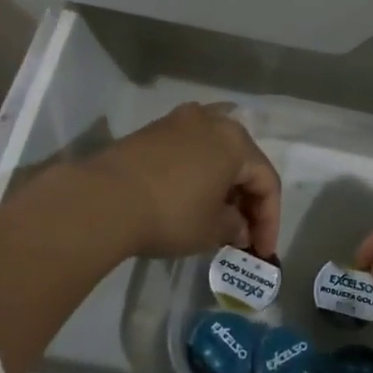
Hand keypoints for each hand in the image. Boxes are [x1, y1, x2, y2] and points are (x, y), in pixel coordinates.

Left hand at [83, 103, 280, 258]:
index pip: (267, 181)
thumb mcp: (211, 230)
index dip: (269, 220)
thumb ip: (234, 227)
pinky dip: (197, 174)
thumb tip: (238, 227)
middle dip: (246, 199)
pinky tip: (190, 199)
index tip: (261, 251)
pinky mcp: (151, 131)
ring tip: (217, 216)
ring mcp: (178, 121)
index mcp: (236, 141)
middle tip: (242, 234)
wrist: (103, 200)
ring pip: (214, 152)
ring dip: (222, 184)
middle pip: (242, 161)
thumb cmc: (171, 214)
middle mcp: (211, 120)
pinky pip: (188, 151)